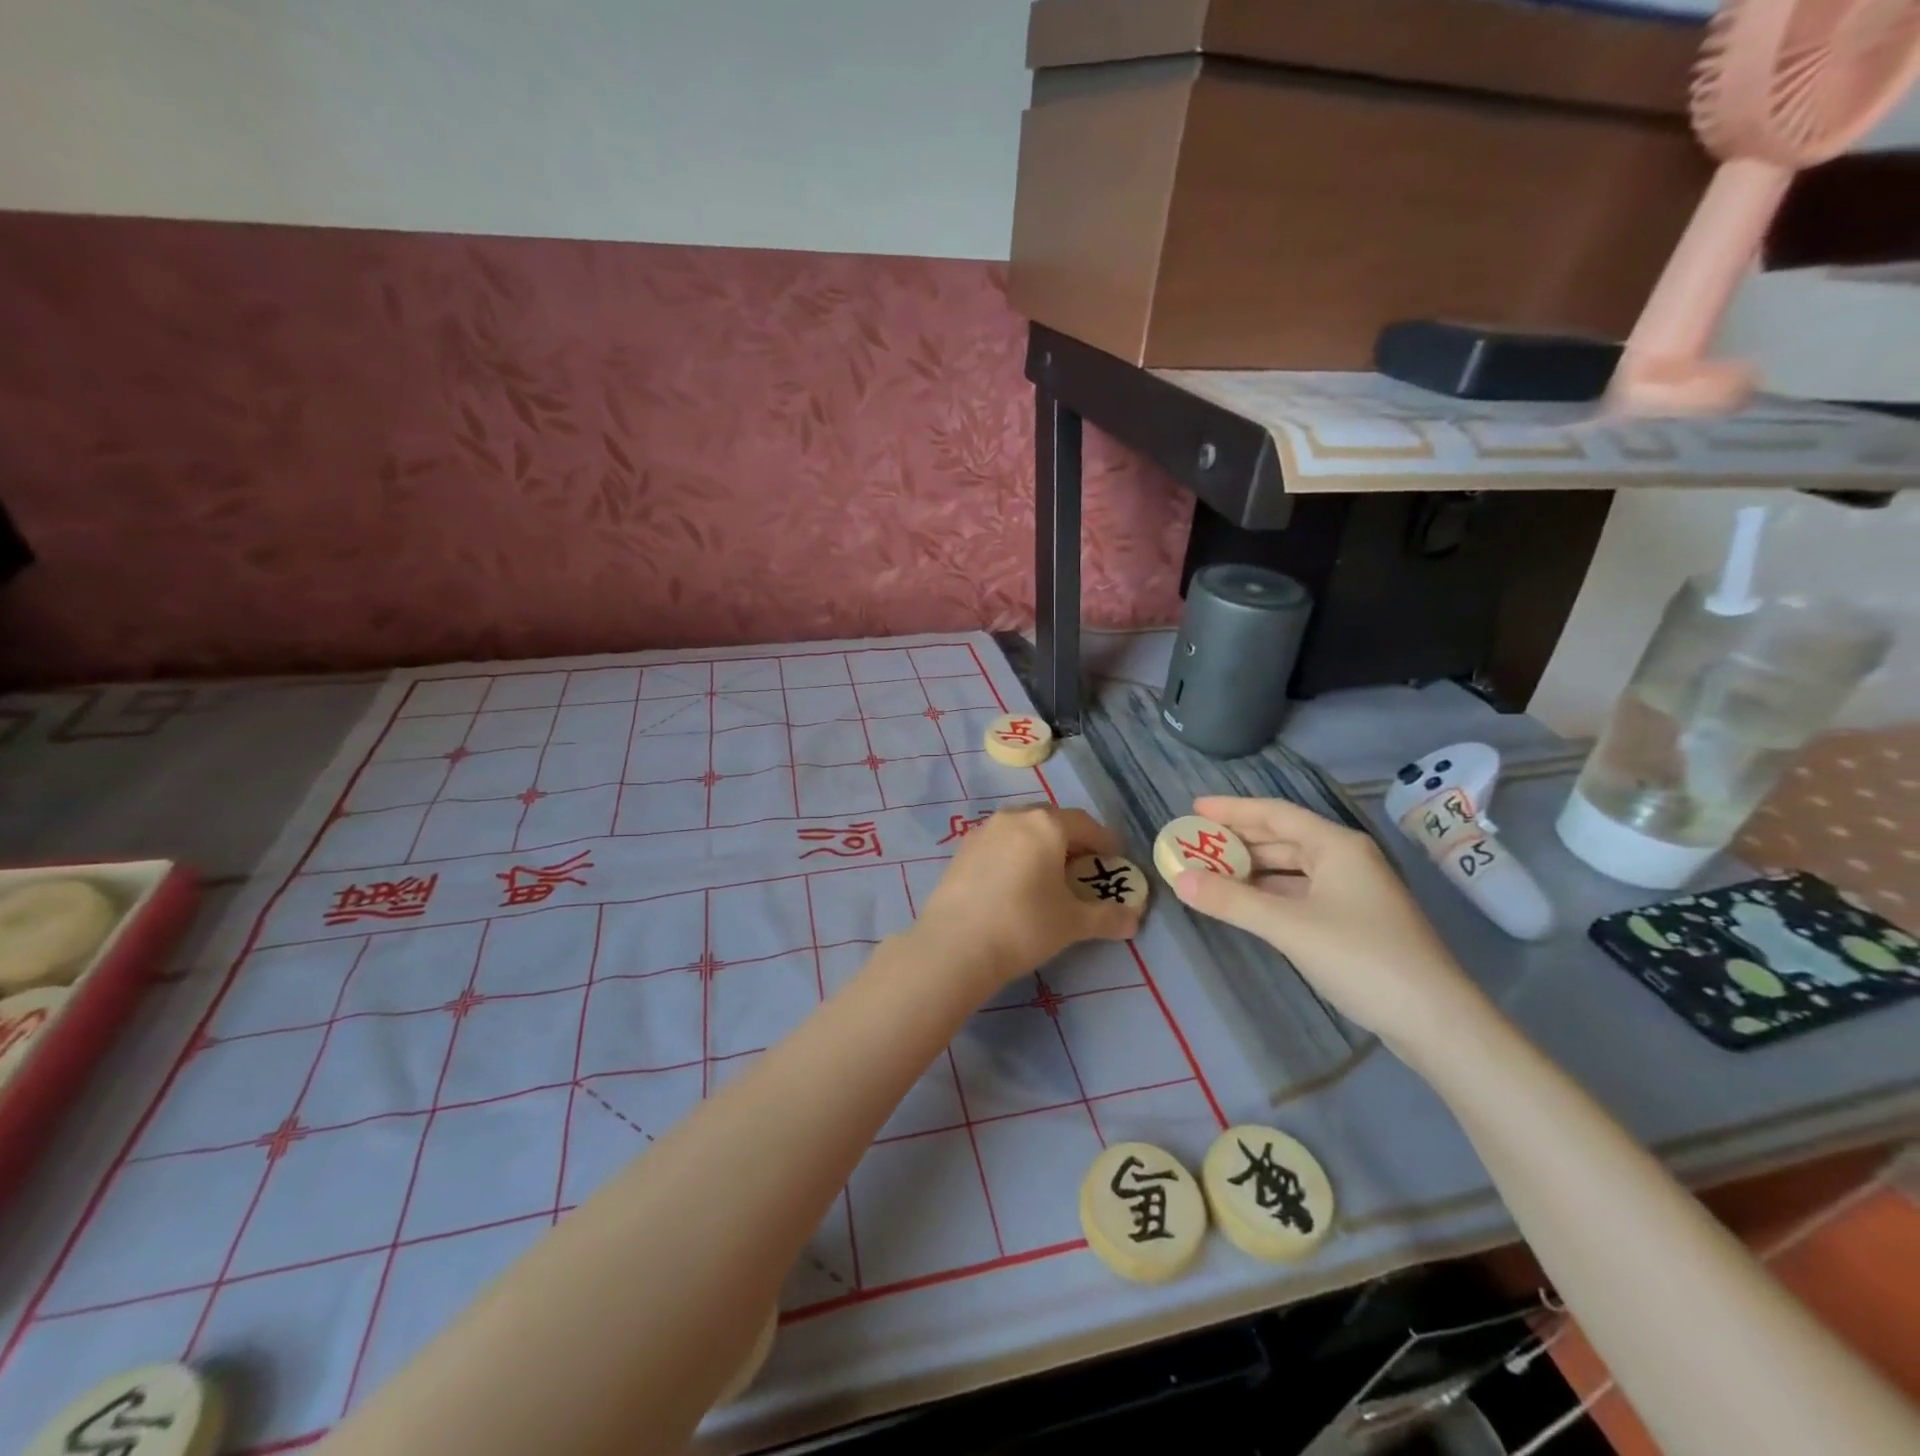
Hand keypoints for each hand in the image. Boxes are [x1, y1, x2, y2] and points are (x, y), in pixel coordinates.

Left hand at [915, 806, 1143, 992]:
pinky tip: (1016, 882)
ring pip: (1022, 829)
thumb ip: (1107, 917)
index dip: (1104, 840)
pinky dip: (1015, 854)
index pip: (1085, 824)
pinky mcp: (961, 850)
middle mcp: (1014, 817)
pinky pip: (999, 843)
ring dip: (1040, 845)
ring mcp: (983, 831)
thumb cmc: (1024, 926)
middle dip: (1071, 840)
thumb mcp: (1073, 924)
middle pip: (1051, 821)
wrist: (955, 944)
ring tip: (1049, 874)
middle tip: (1084, 865)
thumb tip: (1133, 919)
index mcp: (1046, 826)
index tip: (1115, 858)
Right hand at [1171, 796, 1482, 1048]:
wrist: (1435, 1020)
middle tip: (1195, 843)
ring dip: (1253, 869)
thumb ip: (1231, 901)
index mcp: (1337, 846)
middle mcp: (1346, 860)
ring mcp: (1354, 891)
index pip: (1275, 814)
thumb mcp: (1289, 927)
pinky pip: (1300, 893)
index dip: (1233, 810)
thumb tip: (1178, 878)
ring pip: (1292, 869)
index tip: (1194, 809)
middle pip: (1283, 839)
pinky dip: (1270, 893)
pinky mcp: (1354, 921)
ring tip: (1211, 872)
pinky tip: (1247, 904)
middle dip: (1239, 841)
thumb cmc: (1362, 958)